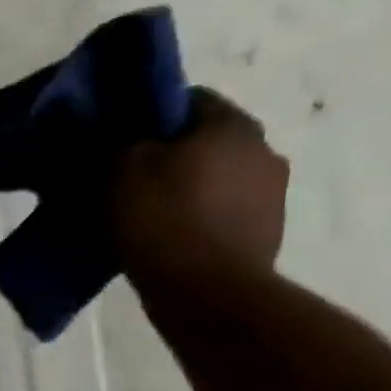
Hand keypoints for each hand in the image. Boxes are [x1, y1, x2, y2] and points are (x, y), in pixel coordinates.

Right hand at [112, 87, 289, 298]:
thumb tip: (125, 135)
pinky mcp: (267, 230)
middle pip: (205, 139)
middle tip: (126, 175)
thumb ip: (122, 141)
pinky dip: (197, 215)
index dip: (148, 114)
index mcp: (231, 125)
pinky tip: (167, 234)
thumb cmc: (162, 218)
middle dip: (169, 152)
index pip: (188, 99)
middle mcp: (263, 149)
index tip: (118, 138)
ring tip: (145, 210)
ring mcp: (272, 192)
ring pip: (216, 175)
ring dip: (186, 186)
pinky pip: (223, 209)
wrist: (206, 291)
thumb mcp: (120, 169)